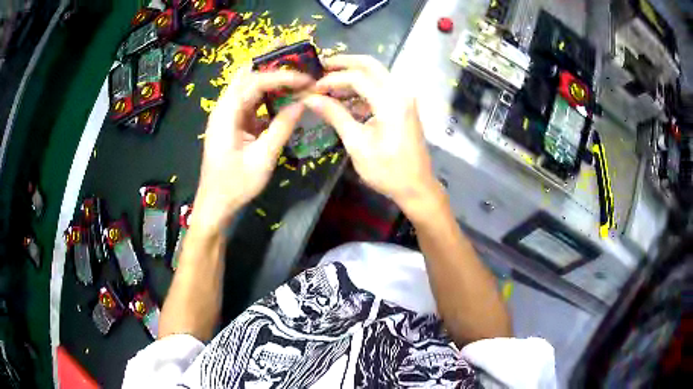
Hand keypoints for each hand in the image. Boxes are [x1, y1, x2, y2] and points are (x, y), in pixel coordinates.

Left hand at [194, 68, 312, 229]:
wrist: (215, 204)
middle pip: (246, 74)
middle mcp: (224, 108)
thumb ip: (282, 128)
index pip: (255, 82)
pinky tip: (282, 94)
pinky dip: (266, 94)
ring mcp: (226, 115)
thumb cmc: (235, 185)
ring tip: (291, 65)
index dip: (282, 76)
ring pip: (247, 85)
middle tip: (291, 46)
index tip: (306, 79)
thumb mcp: (262, 158)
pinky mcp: (232, 124)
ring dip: (268, 75)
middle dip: (268, 59)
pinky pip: (249, 101)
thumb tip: (301, 103)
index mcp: (226, 113)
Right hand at [304, 55, 441, 215]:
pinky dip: (363, 89)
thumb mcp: (357, 144)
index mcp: (391, 102)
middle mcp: (401, 92)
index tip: (312, 89)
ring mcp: (405, 98)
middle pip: (371, 65)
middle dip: (344, 63)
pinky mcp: (404, 106)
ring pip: (377, 74)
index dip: (332, 79)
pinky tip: (345, 100)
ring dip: (353, 75)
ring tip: (328, 84)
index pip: (357, 77)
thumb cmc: (387, 170)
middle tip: (321, 67)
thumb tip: (310, 98)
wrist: (417, 187)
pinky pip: (381, 88)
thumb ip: (335, 115)